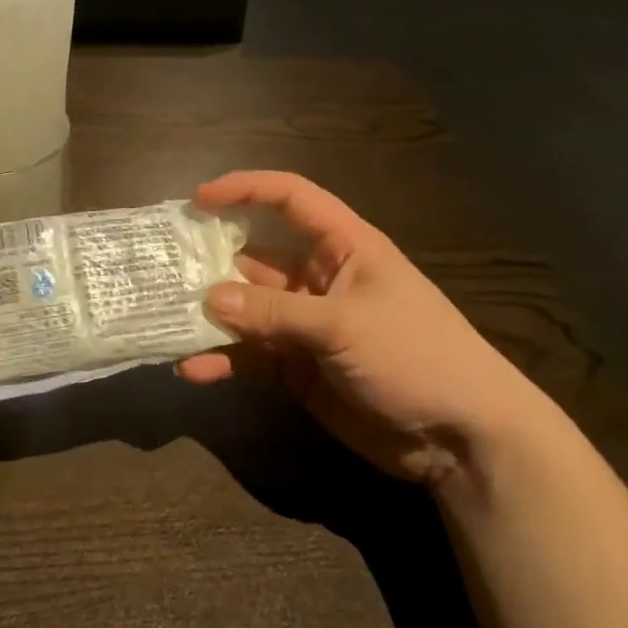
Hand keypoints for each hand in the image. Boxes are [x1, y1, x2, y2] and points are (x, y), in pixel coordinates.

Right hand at [177, 171, 553, 490]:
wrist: (462, 437)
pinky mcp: (299, 369)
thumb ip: (274, 314)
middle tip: (165, 266)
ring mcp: (307, 326)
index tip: (199, 199)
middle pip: (257, 256)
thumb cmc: (416, 356)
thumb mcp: (345, 326)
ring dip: (212, 316)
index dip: (246, 189)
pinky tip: (193, 369)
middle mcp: (319, 279)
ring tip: (167, 319)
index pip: (291, 199)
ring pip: (248, 310)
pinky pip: (252, 355)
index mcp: (344, 247)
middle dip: (213, 260)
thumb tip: (208, 300)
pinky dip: (224, 360)